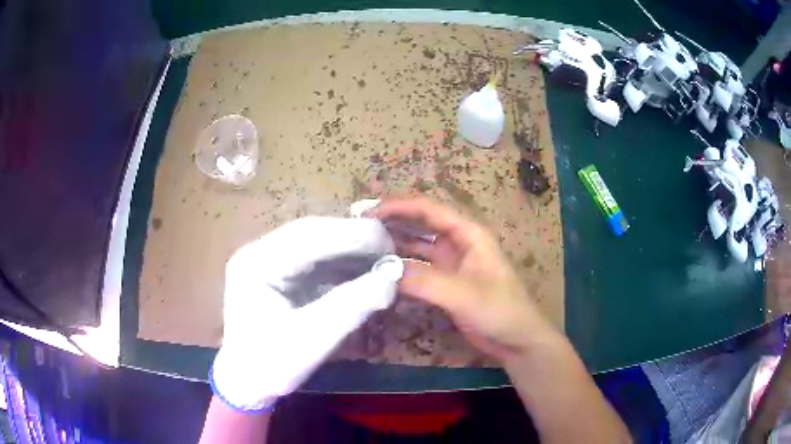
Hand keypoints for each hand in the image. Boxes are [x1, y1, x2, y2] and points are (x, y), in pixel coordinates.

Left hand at [211, 217, 401, 411]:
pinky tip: (362, 271)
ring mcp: (267, 261)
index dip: (352, 235)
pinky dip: (341, 265)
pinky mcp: (278, 273)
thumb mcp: (311, 341)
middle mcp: (259, 252)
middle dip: (353, 239)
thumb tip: (393, 278)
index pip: (307, 235)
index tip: (390, 243)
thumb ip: (351, 306)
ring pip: (315, 243)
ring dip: (350, 250)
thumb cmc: (270, 366)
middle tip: (391, 250)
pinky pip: (314, 260)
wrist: (247, 382)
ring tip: (382, 260)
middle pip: (311, 233)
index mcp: (256, 263)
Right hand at [369, 196, 558, 362]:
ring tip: (364, 246)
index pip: (428, 210)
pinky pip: (418, 270)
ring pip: (417, 247)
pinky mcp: (445, 284)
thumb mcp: (463, 294)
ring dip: (394, 245)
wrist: (516, 341)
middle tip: (360, 227)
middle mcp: (458, 243)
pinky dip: (401, 268)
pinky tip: (381, 271)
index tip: (368, 213)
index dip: (398, 207)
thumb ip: (424, 281)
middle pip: (420, 224)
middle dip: (392, 222)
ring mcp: (451, 264)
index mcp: (468, 234)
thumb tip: (383, 270)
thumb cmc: (499, 311)